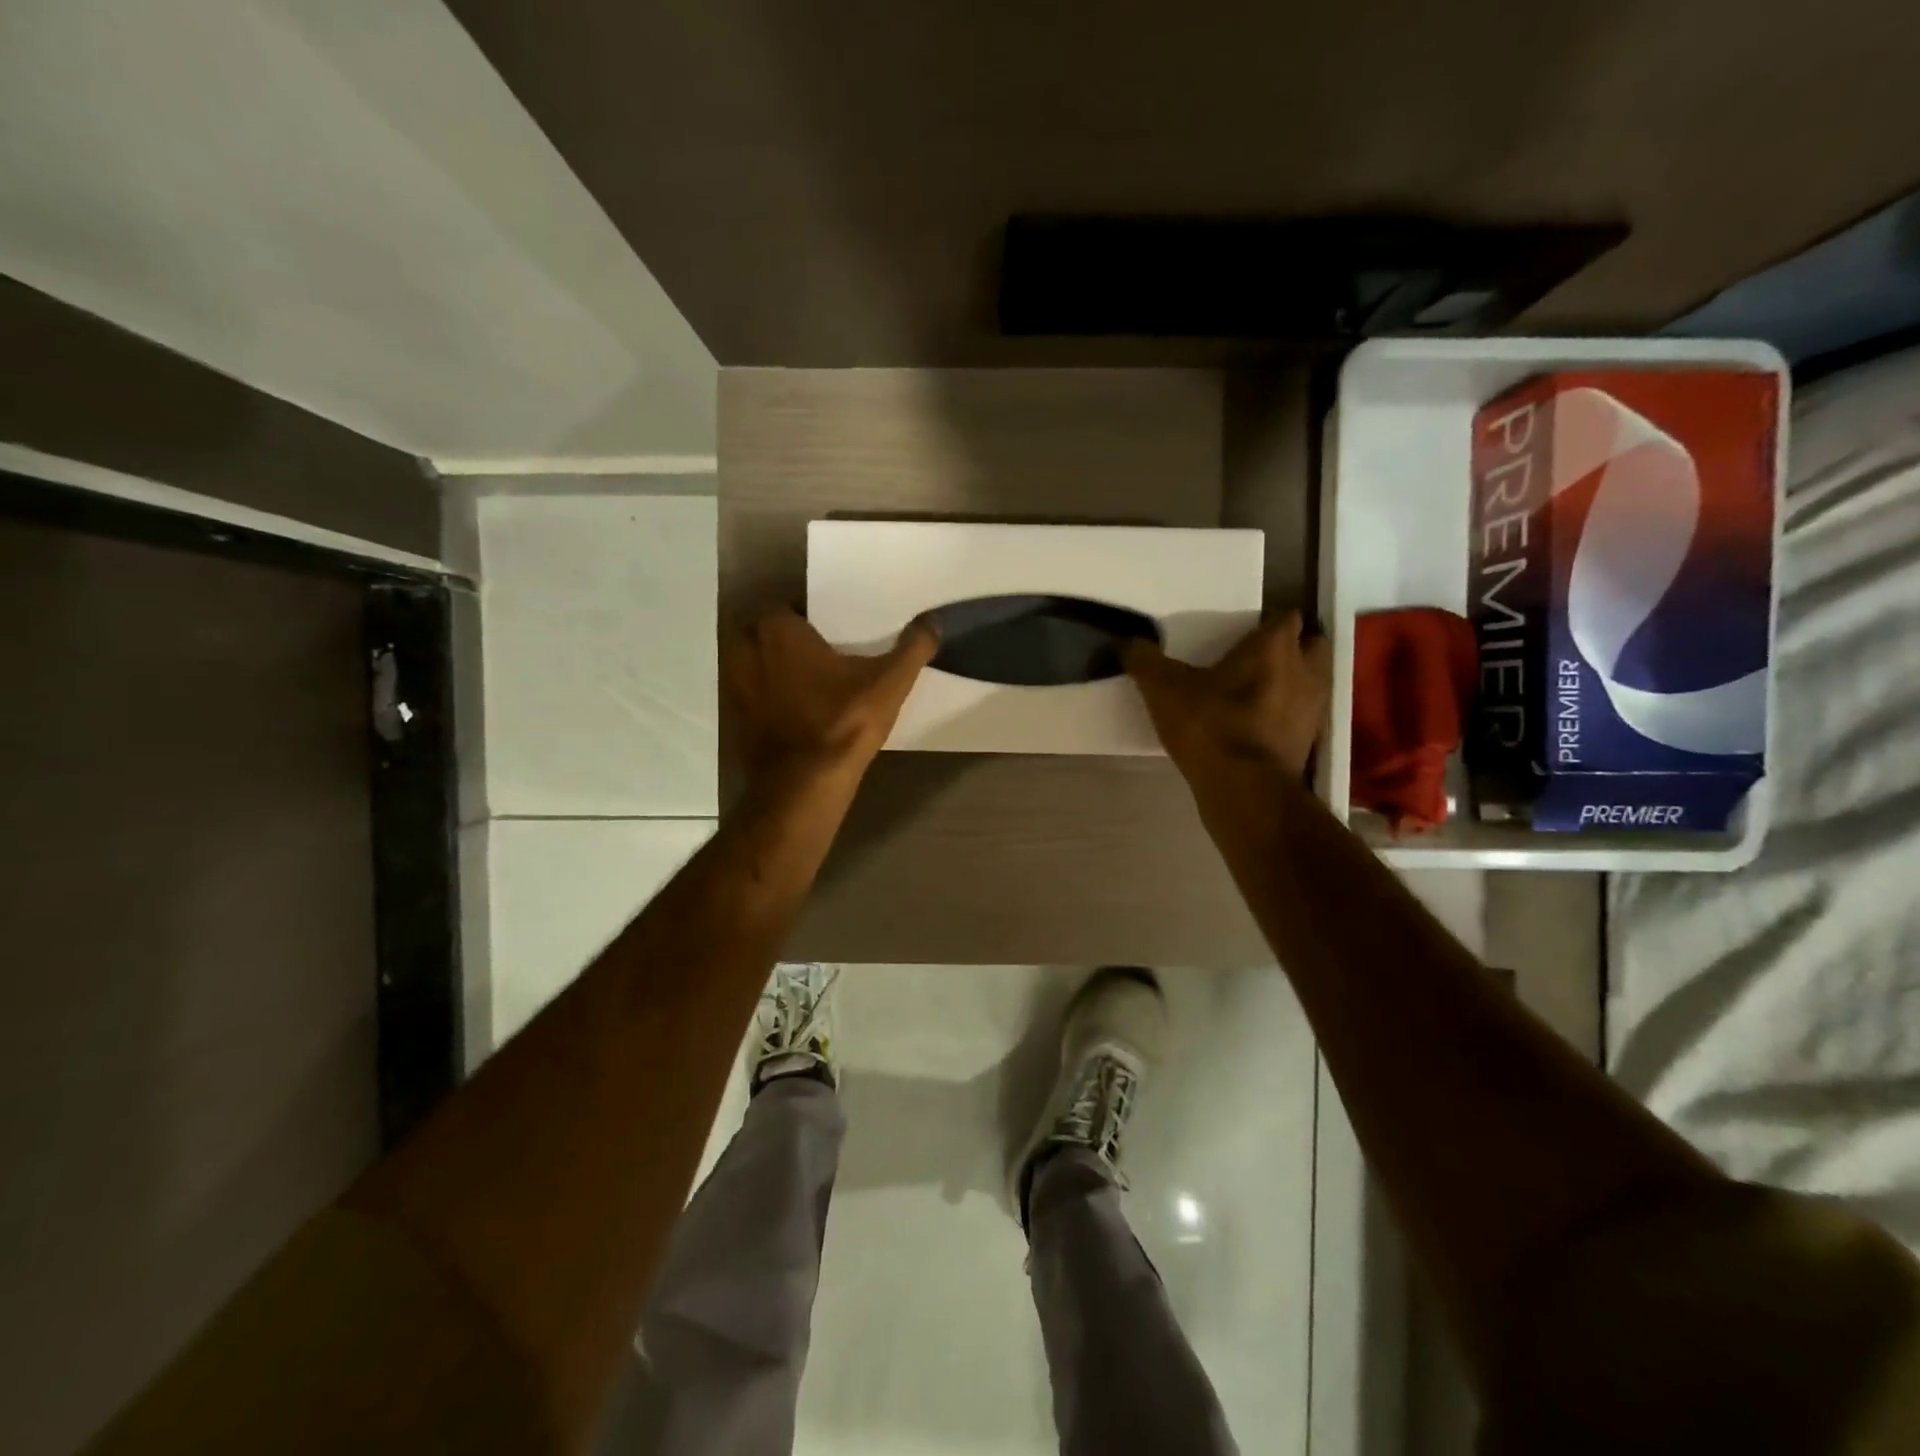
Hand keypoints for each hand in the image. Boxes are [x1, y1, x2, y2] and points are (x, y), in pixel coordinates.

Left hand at [722, 608, 937, 780]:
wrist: (802, 785)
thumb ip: (914, 647)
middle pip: (766, 633)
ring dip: (772, 668)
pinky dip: (765, 698)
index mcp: (776, 628)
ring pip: (754, 663)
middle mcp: (744, 648)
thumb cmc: (843, 722)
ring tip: (806, 683)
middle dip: (787, 641)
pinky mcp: (731, 717)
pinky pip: (750, 695)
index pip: (790, 606)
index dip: (810, 620)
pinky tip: (792, 712)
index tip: (832, 634)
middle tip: (820, 656)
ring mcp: (732, 684)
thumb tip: (933, 620)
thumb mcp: (889, 683)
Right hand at [1125, 611, 1332, 779]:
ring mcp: (1313, 708)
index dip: (1268, 622)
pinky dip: (1288, 716)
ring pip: (1312, 681)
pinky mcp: (1310, 742)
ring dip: (1293, 682)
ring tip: (1260, 691)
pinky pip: (1303, 716)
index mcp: (1274, 647)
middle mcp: (1305, 670)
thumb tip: (1129, 642)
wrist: (1244, 789)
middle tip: (1257, 658)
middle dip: (1291, 647)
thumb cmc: (1210, 726)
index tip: (1245, 632)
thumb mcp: (1163, 690)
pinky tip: (1261, 725)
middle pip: (1311, 645)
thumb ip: (1145, 661)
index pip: (1286, 617)